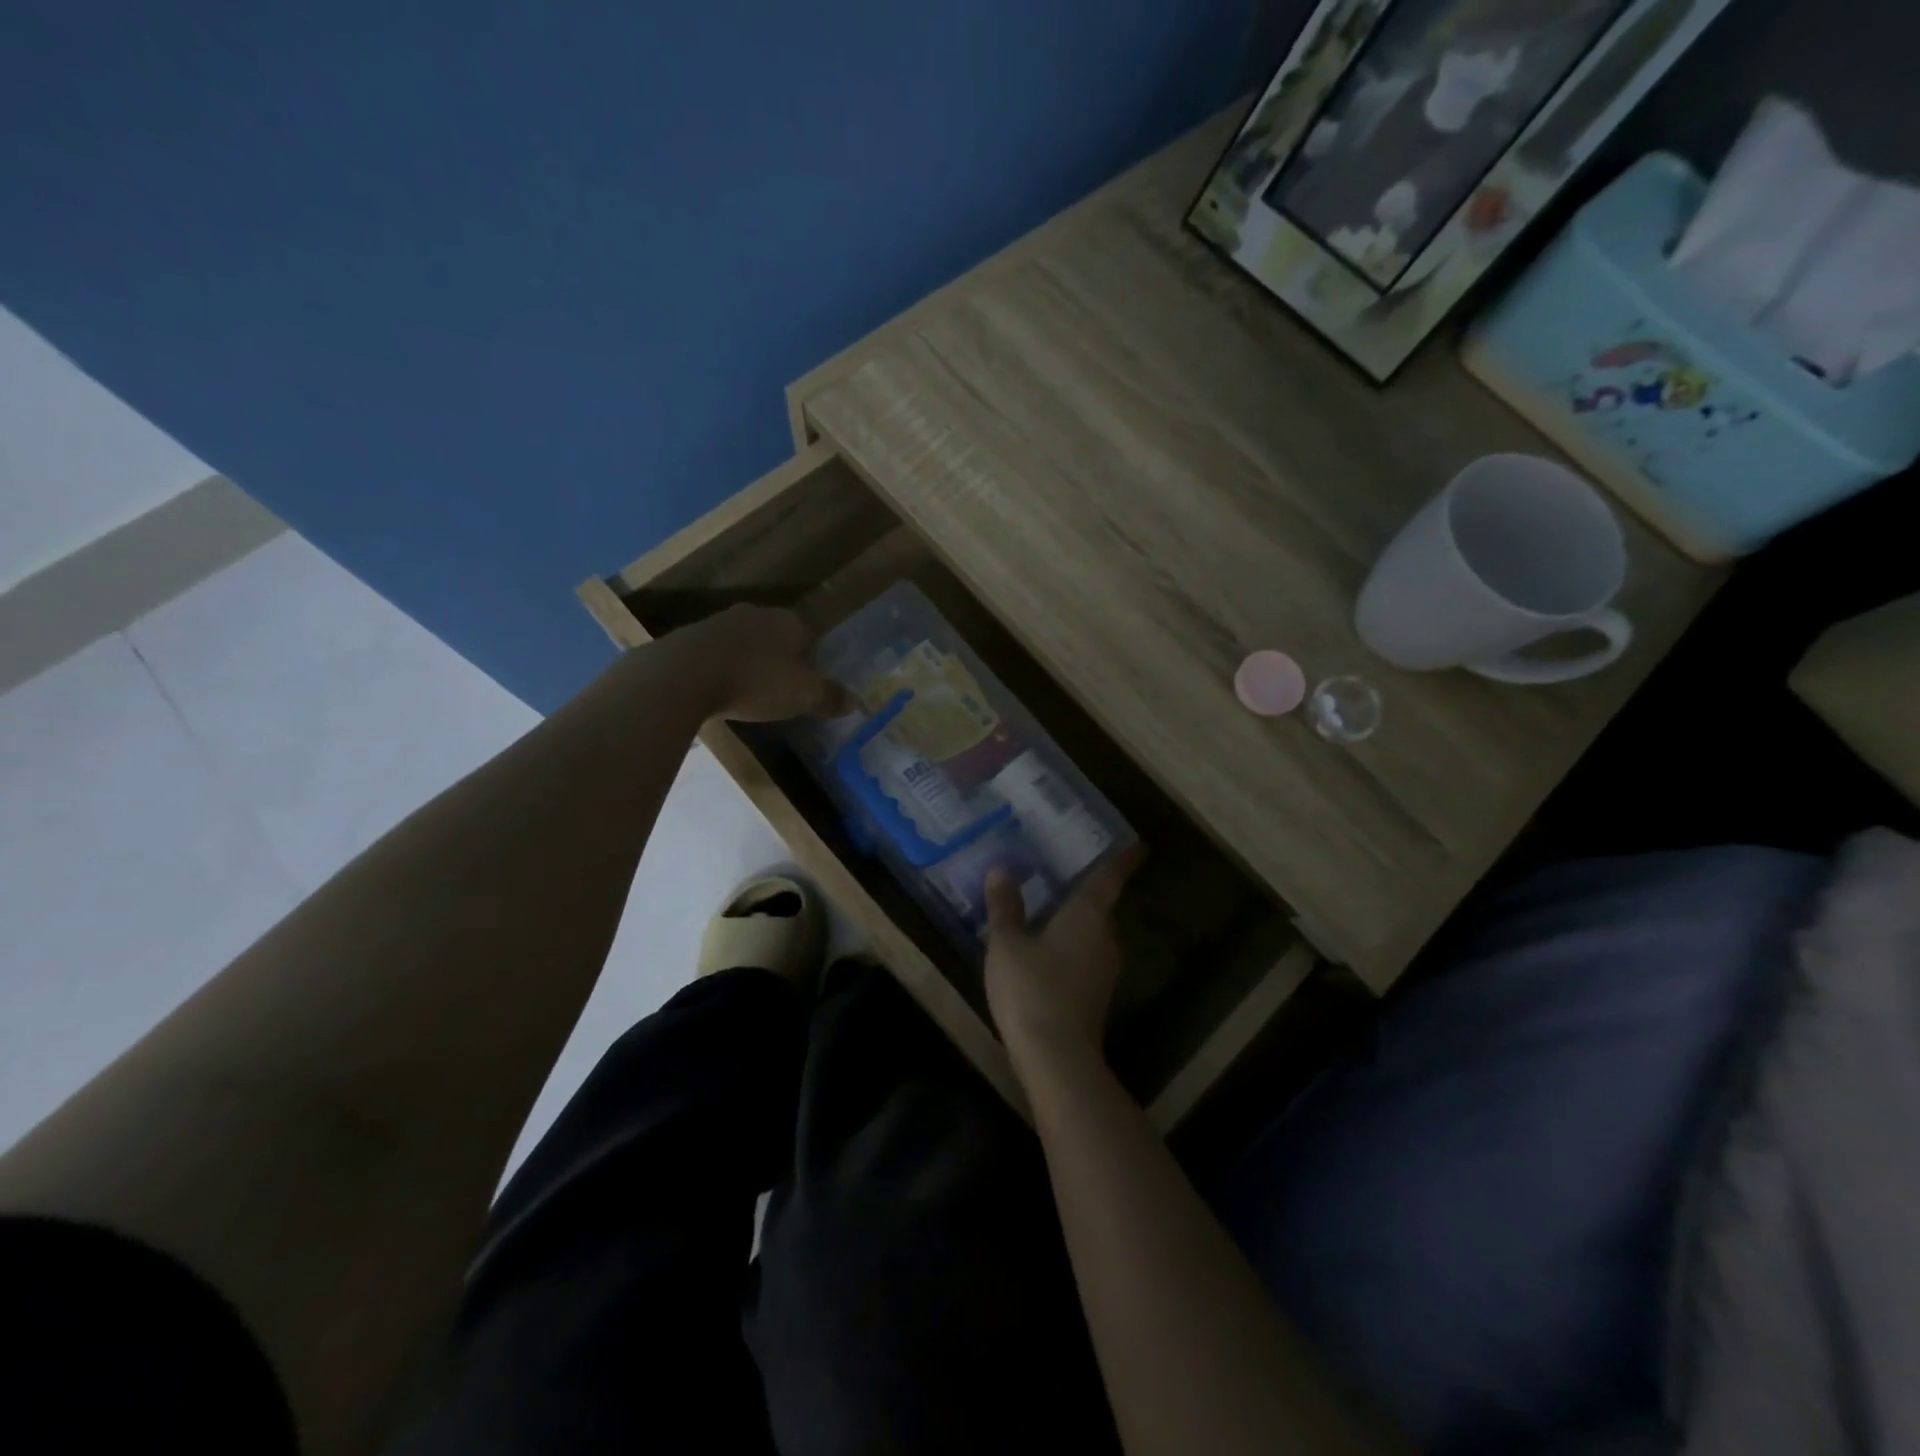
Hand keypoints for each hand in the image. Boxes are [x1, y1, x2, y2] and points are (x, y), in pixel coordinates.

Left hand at [671, 605, 849, 722]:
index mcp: (788, 621)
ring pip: (745, 642)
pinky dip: (722, 668)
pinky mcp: (690, 637)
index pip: (809, 635)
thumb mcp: (802, 695)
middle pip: (777, 635)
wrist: (684, 675)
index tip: (809, 683)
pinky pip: (717, 652)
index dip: (813, 660)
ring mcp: (720, 622)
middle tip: (781, 688)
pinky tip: (720, 689)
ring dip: (750, 662)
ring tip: (749, 690)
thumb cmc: (755, 681)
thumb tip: (856, 702)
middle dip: (781, 658)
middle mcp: (756, 613)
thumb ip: (830, 697)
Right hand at [984, 846, 1142, 1075]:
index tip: (1137, 845)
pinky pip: (1085, 954)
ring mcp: (1104, 967)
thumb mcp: (1007, 943)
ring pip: (1093, 931)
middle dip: (1087, 889)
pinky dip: (1070, 943)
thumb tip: (1001, 869)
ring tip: (1048, 904)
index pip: (1110, 877)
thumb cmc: (1032, 988)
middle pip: (1101, 905)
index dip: (1123, 859)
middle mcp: (1105, 936)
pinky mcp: (1096, 993)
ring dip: (1076, 919)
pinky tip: (1045, 947)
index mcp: (1088, 914)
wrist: (1057, 1057)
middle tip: (1064, 869)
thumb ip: (1005, 905)